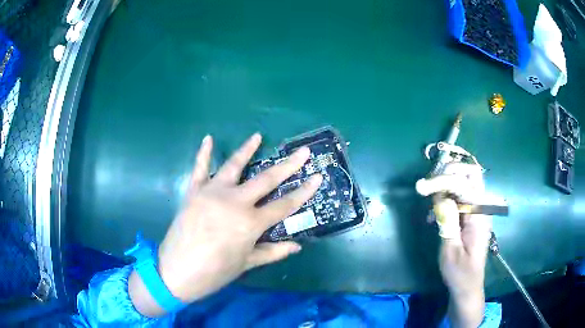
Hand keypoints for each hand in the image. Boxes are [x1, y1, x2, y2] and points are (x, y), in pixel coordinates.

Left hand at [129, 133, 321, 316]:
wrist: (176, 272)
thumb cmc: (214, 272)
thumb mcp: (246, 264)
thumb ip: (272, 252)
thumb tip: (297, 246)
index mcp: (250, 223)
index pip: (284, 205)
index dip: (304, 192)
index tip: (317, 177)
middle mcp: (234, 202)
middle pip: (266, 180)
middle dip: (288, 165)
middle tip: (303, 152)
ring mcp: (211, 193)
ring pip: (234, 166)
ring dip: (247, 150)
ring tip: (257, 136)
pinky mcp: (193, 192)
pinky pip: (200, 168)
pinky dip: (204, 153)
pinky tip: (208, 139)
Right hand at [416, 163, 491, 327]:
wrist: (468, 284)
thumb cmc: (459, 272)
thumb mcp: (450, 249)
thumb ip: (447, 220)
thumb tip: (439, 196)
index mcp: (479, 215)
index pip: (464, 185)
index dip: (442, 181)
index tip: (421, 187)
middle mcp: (482, 207)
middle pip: (471, 174)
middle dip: (450, 171)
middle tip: (430, 182)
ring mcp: (478, 209)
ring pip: (466, 181)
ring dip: (447, 181)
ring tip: (429, 192)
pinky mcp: (472, 214)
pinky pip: (461, 195)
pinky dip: (447, 195)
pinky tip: (435, 211)